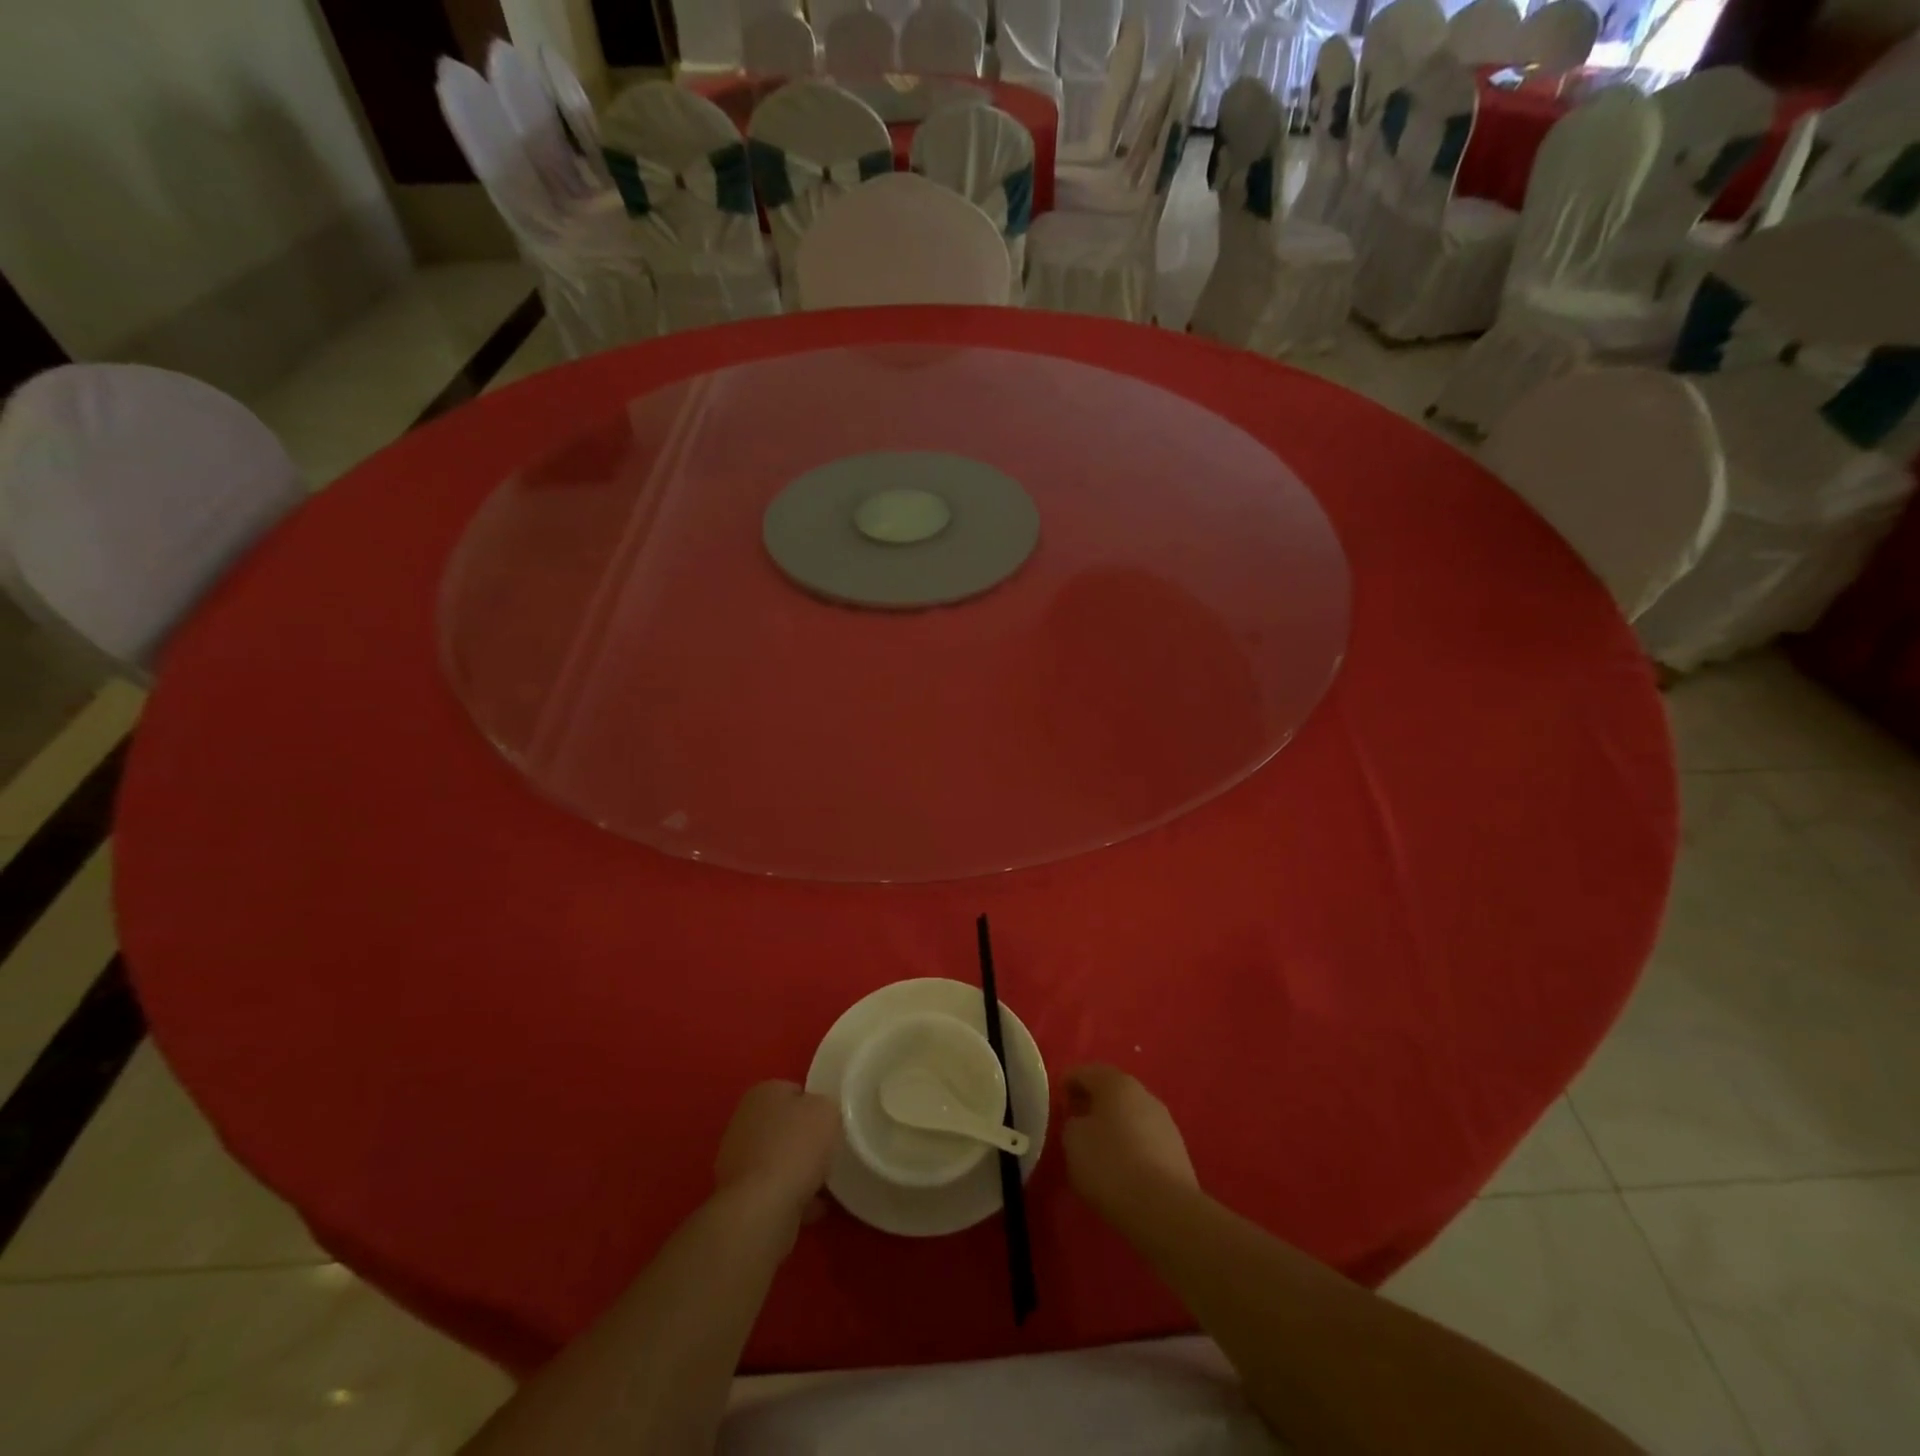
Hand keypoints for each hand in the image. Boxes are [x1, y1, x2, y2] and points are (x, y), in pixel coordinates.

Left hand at [714, 1081, 840, 1227]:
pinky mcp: (738, 1196)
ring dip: (798, 1171)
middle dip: (804, 1141)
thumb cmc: (796, 1147)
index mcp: (762, 1093)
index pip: (794, 1091)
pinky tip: (812, 1208)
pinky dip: (791, 1197)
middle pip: (784, 1127)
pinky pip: (773, 1191)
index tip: (831, 1124)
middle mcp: (743, 1121)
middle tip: (828, 1153)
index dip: (815, 1106)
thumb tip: (818, 1117)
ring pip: (778, 1161)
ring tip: (824, 1186)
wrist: (761, 1209)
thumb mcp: (827, 1111)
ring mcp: (736, 1161)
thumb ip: (825, 1106)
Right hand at [1061, 1065, 1197, 1224]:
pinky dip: (1130, 1145)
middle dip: (1092, 1103)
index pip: (1085, 1072)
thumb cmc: (1111, 1165)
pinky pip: (1144, 1139)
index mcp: (1116, 1083)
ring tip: (1097, 1148)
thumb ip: (1072, 1123)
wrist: (1165, 1210)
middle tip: (1074, 1122)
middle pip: (1111, 1091)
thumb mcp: (1073, 1141)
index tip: (1057, 1102)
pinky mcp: (1177, 1151)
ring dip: (1113, 1125)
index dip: (1068, 1083)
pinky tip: (1121, 1167)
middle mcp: (1143, 1094)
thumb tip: (1082, 1123)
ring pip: (1130, 1115)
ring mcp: (1164, 1122)